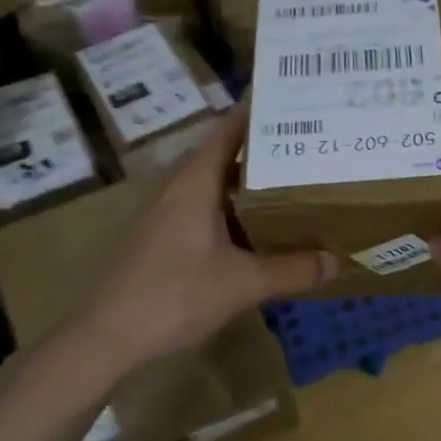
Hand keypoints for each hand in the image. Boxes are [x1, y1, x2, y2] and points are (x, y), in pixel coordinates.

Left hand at [74, 106, 338, 369]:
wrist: (103, 338)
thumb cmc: (175, 296)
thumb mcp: (243, 284)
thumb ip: (292, 270)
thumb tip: (337, 261)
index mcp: (195, 182)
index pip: (228, 129)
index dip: (257, 113)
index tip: (291, 102)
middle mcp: (175, 188)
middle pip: (220, 154)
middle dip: (259, 149)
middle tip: (303, 147)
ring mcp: (160, 213)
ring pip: (208, 183)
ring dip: (242, 181)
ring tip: (285, 183)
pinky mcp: (154, 237)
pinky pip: (197, 206)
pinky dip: (226, 207)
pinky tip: (248, 229)